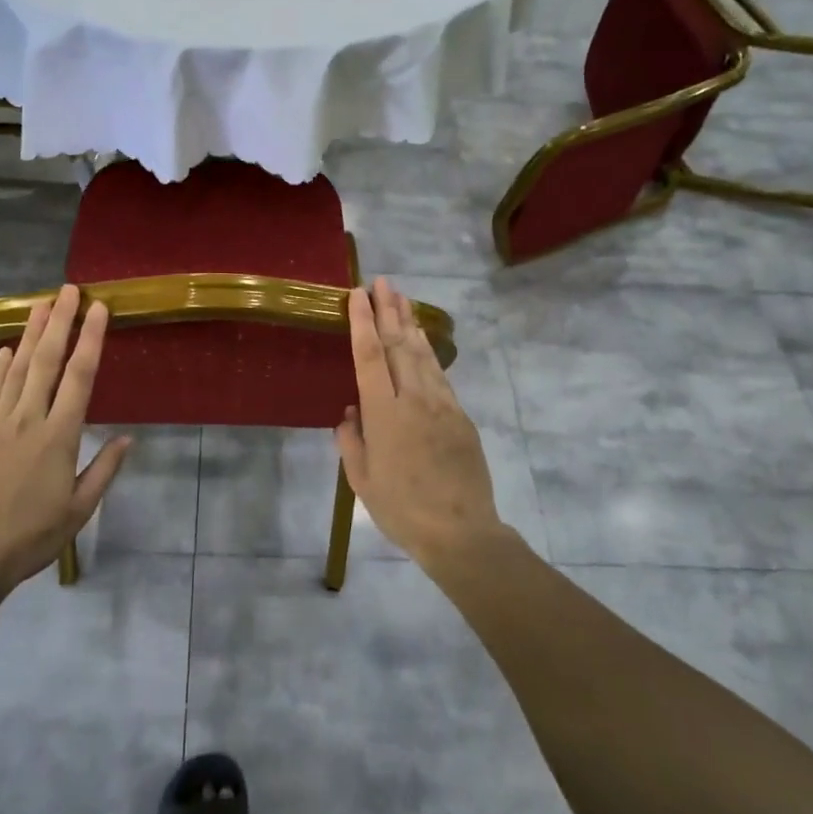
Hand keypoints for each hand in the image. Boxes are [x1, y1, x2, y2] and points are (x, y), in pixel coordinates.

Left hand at [0, 285, 130, 586]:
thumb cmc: (33, 535)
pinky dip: (0, 368)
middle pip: (47, 361)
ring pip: (18, 369)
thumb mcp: (79, 510)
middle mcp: (29, 419)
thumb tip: (128, 439)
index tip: (99, 309)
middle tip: (69, 289)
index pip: (80, 376)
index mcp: (60, 436)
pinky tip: (8, 349)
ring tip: (41, 304)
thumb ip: (104, 470)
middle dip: (60, 321)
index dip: (91, 338)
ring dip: (31, 334)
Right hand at [335, 278, 506, 568]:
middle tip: (382, 282)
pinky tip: (422, 343)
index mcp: (384, 412)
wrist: (461, 531)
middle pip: (399, 344)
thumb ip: (351, 440)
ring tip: (402, 299)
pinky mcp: (461, 416)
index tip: (357, 295)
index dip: (362, 321)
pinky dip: (428, 352)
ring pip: (423, 354)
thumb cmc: (401, 509)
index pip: (370, 355)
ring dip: (410, 323)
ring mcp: (442, 404)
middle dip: (389, 309)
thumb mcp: (361, 480)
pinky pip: (439, 375)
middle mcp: (413, 398)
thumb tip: (350, 413)